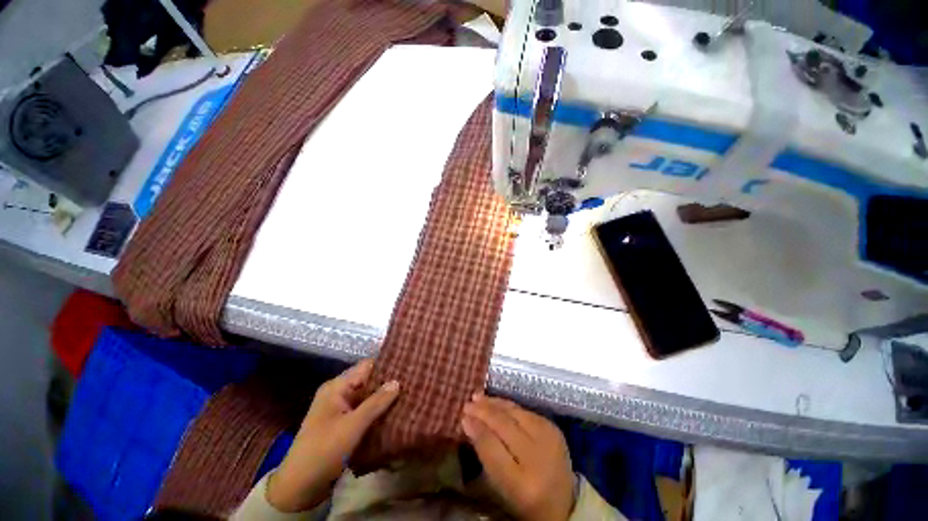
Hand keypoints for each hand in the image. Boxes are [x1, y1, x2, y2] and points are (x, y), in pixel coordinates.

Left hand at [266, 360, 399, 511]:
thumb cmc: (324, 450)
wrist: (300, 487)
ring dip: (383, 397)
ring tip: (408, 394)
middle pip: (367, 380)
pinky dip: (376, 410)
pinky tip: (393, 411)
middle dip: (387, 382)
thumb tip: (397, 381)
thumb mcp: (353, 426)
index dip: (386, 365)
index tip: (407, 366)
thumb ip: (376, 402)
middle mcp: (338, 393)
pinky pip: (363, 409)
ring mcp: (339, 408)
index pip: (366, 366)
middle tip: (411, 381)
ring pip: (367, 396)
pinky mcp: (342, 423)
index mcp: (336, 387)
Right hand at [462, 394, 575, 520]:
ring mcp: (549, 439)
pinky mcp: (553, 428)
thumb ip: (485, 455)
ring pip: (515, 412)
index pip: (492, 448)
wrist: (563, 502)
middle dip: (483, 412)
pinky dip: (507, 405)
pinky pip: (525, 410)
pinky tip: (495, 401)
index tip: (463, 418)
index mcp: (522, 484)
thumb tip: (468, 423)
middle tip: (467, 404)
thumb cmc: (525, 498)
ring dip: (494, 403)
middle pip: (504, 426)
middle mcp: (537, 458)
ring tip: (477, 397)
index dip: (476, 430)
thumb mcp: (501, 486)